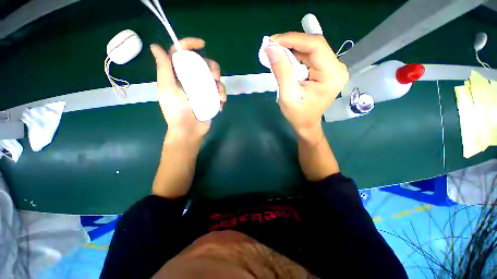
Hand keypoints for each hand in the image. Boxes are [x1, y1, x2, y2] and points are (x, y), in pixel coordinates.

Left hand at [150, 38, 226, 139]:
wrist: (189, 130)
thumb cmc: (176, 111)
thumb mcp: (168, 89)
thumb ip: (164, 68)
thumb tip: (155, 45)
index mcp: (177, 74)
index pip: (181, 53)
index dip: (190, 44)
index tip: (202, 44)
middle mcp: (190, 79)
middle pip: (203, 64)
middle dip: (213, 67)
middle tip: (215, 77)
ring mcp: (202, 89)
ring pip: (215, 78)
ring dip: (220, 86)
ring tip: (220, 98)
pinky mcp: (210, 98)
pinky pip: (219, 92)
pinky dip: (221, 97)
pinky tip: (220, 105)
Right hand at [264, 32, 348, 141]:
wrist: (306, 125)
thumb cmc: (298, 115)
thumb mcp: (287, 95)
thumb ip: (281, 71)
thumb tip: (271, 49)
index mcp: (332, 74)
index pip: (315, 46)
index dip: (293, 39)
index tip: (273, 41)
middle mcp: (336, 68)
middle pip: (313, 46)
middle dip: (290, 44)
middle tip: (271, 47)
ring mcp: (332, 68)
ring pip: (310, 50)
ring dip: (291, 50)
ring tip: (275, 54)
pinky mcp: (325, 71)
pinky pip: (309, 57)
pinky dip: (295, 57)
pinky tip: (284, 61)